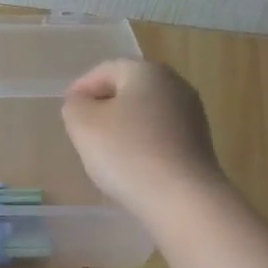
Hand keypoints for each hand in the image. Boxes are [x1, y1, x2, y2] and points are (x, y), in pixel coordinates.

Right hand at [62, 59, 225, 221]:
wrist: (182, 198)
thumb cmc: (127, 154)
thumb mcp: (83, 125)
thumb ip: (75, 107)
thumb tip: (82, 104)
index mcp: (147, 71)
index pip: (106, 69)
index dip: (81, 87)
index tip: (67, 109)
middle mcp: (175, 85)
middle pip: (130, 90)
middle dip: (105, 106)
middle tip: (84, 130)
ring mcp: (192, 115)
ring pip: (147, 114)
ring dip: (125, 127)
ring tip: (105, 153)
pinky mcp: (199, 145)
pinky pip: (161, 137)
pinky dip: (143, 145)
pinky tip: (132, 167)